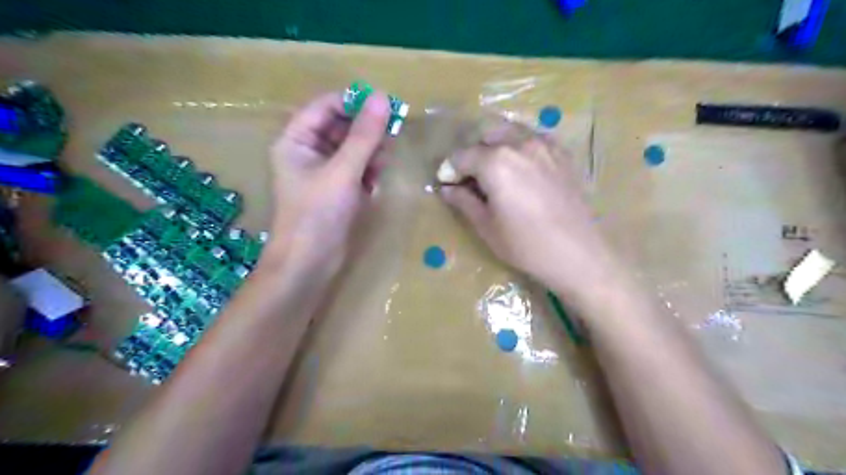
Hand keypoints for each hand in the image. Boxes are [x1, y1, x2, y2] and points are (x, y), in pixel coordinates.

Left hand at [267, 92, 392, 279]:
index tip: (386, 106)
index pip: (326, 106)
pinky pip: (356, 168)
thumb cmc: (318, 214)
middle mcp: (308, 151)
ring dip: (370, 152)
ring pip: (353, 148)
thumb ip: (364, 136)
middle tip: (391, 135)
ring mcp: (324, 172)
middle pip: (341, 126)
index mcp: (296, 140)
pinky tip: (375, 181)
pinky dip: (368, 170)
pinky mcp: (338, 189)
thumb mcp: (343, 171)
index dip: (355, 103)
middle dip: (366, 131)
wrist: (309, 263)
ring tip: (382, 162)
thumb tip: (384, 98)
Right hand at [443, 131, 619, 306]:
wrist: (578, 253)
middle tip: (469, 179)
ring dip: (494, 146)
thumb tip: (446, 188)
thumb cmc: (526, 245)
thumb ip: (464, 201)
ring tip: (493, 169)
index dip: (449, 169)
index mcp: (495, 162)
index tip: (446, 184)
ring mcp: (544, 145)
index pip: (461, 156)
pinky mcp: (562, 153)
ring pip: (509, 133)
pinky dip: (518, 145)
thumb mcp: (487, 227)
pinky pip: (532, 138)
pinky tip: (520, 166)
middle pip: (484, 138)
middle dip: (471, 155)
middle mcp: (519, 144)